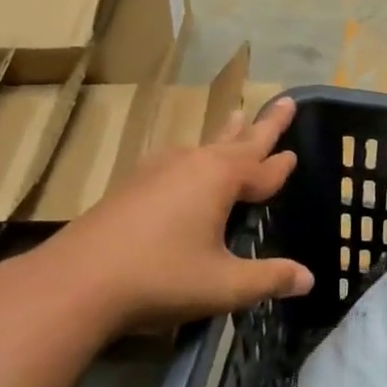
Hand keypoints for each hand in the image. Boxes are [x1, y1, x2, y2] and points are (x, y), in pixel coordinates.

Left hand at [0, 96, 313, 342]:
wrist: (76, 281)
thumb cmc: (160, 278)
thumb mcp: (224, 285)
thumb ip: (269, 280)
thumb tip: (309, 280)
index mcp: (220, 178)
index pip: (263, 169)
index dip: (281, 166)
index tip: (296, 153)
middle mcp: (191, 163)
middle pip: (237, 141)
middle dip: (263, 125)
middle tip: (283, 101)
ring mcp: (158, 169)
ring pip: (204, 146)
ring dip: (226, 135)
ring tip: (237, 117)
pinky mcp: (133, 184)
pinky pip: (178, 161)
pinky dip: (196, 157)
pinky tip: (186, 163)